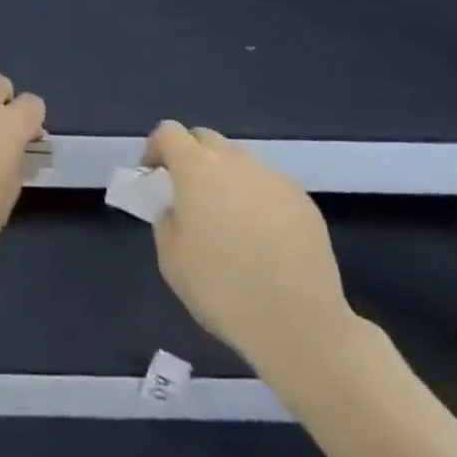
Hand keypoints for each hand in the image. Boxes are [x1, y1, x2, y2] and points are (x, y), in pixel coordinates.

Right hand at [142, 121, 357, 376]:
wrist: (299, 324)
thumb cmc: (223, 291)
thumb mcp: (171, 260)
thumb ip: (167, 220)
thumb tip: (179, 209)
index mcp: (196, 169)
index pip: (169, 132)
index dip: (156, 148)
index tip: (154, 176)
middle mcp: (235, 161)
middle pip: (205, 139)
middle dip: (191, 157)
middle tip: (189, 195)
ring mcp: (273, 177)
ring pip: (239, 162)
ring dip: (225, 178)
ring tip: (229, 221)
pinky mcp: (302, 199)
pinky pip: (268, 186)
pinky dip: (257, 199)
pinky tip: (263, 239)